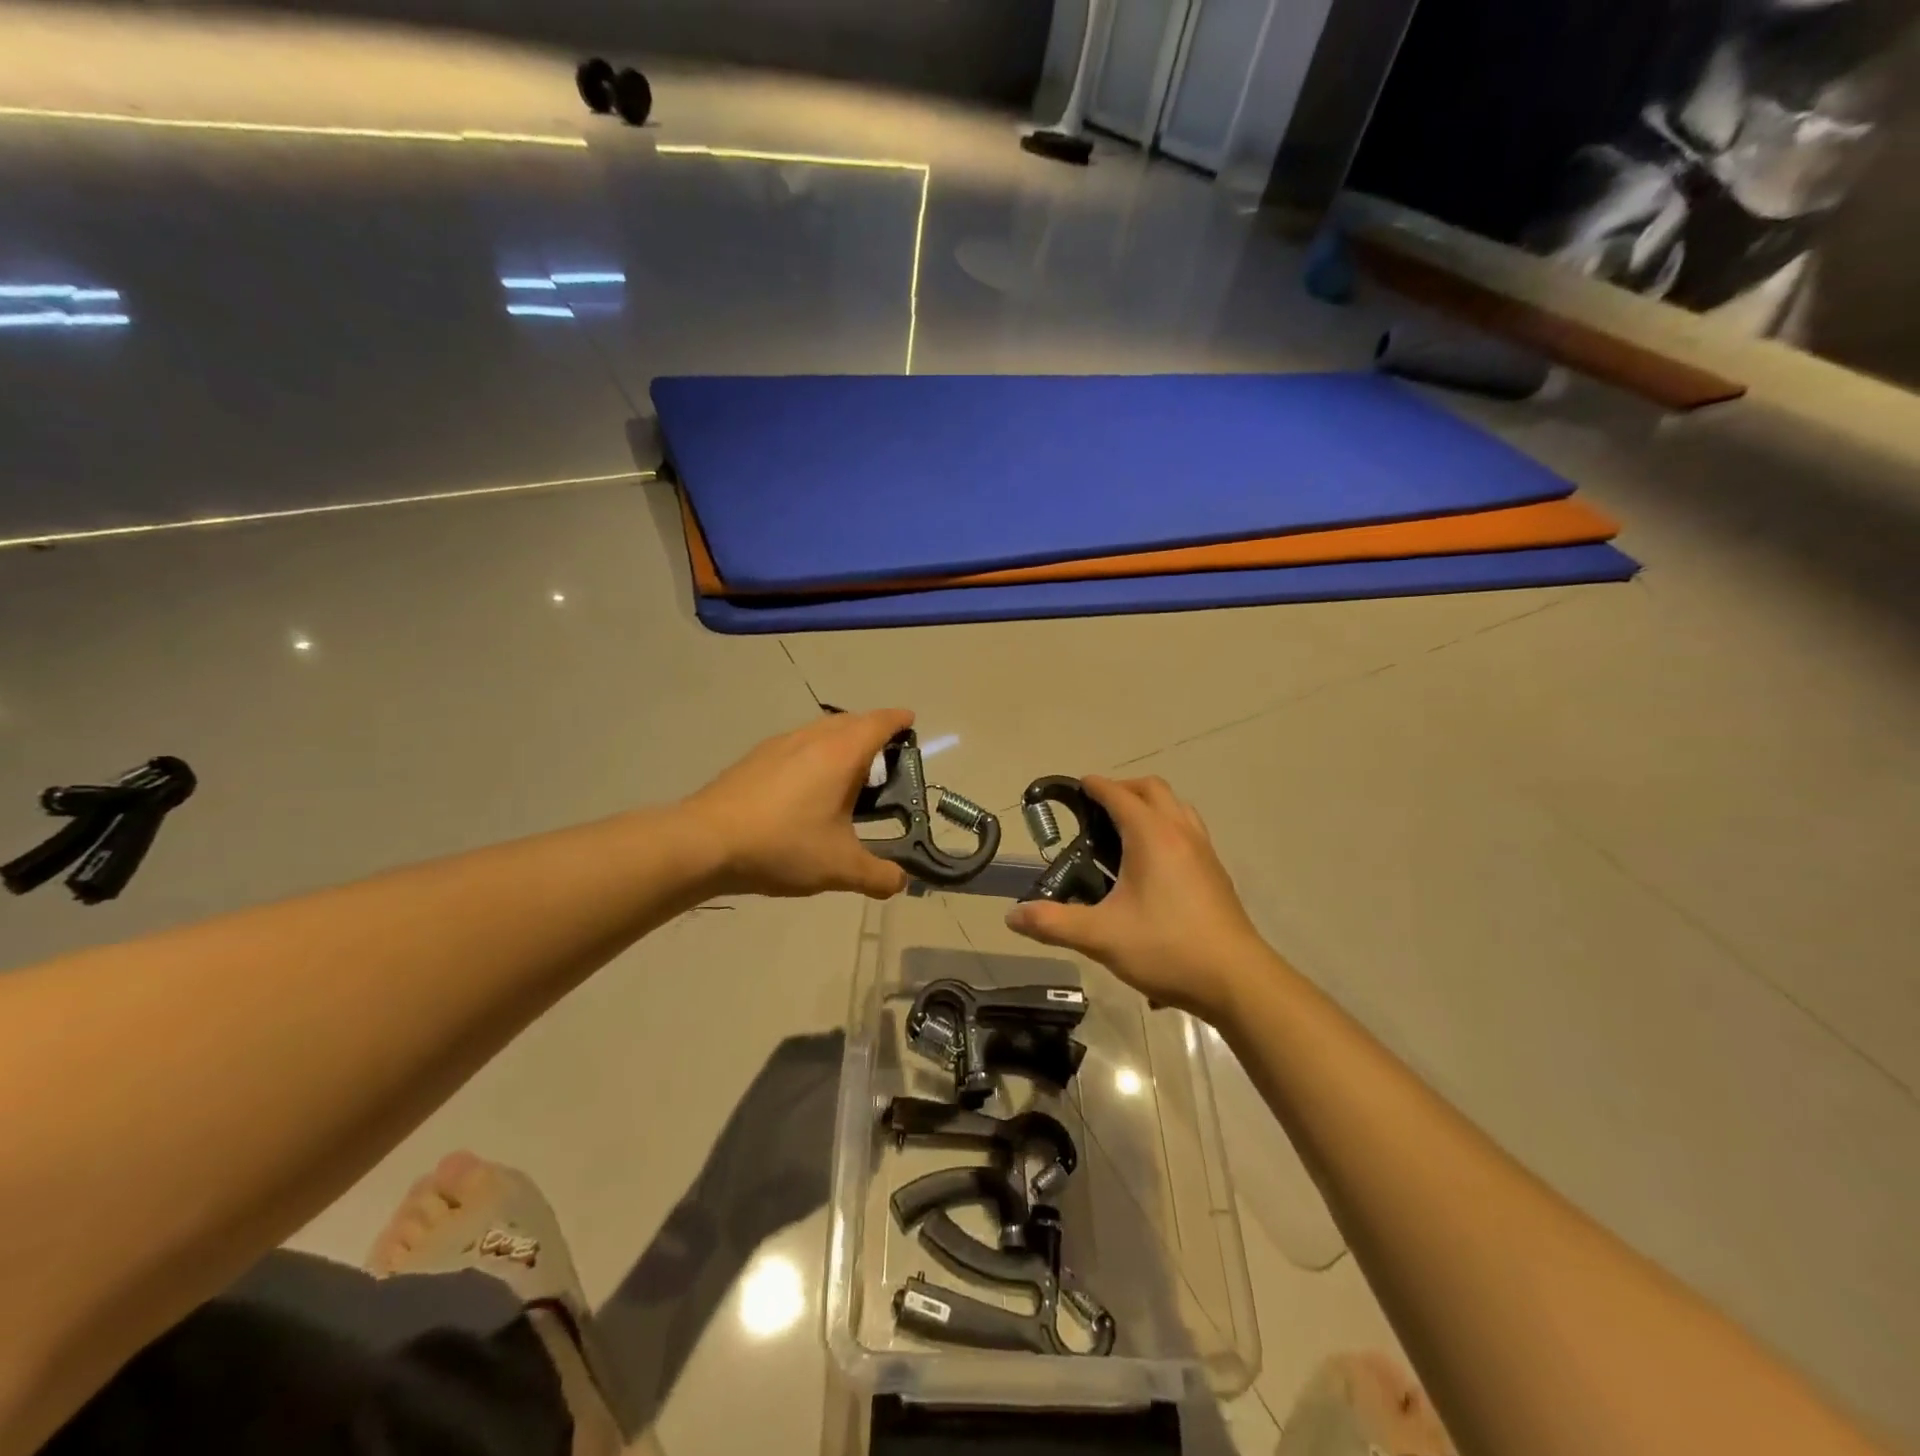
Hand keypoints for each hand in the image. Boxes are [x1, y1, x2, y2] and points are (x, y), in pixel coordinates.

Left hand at [684, 709, 912, 899]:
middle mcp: (811, 739)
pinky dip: (814, 753)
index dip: (898, 720)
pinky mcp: (754, 759)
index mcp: (840, 754)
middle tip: (886, 758)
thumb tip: (901, 883)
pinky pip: (797, 744)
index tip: (910, 721)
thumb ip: (878, 875)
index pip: (878, 723)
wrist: (705, 842)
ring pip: (820, 730)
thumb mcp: (840, 867)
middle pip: (850, 721)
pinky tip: (806, 787)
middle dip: (872, 730)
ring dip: (841, 741)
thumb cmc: (783, 845)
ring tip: (848, 773)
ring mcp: (778, 745)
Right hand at [1005, 775, 1271, 1023]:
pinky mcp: (1215, 872)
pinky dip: (1167, 826)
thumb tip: (1013, 916)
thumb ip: (1053, 923)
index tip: (1074, 788)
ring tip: (1123, 831)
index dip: (1094, 786)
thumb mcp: (1101, 937)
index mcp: (1151, 836)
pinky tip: (1152, 864)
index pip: (1118, 795)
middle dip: (1122, 789)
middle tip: (1096, 809)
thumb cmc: (1167, 948)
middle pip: (1152, 789)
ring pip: (1176, 807)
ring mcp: (1203, 850)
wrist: (1236, 980)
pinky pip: (1188, 829)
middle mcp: (1180, 832)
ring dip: (1149, 805)